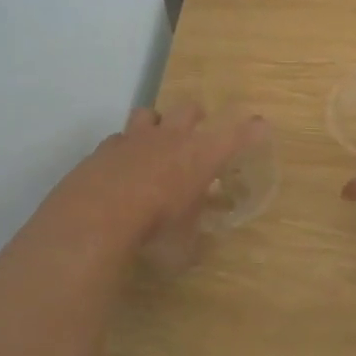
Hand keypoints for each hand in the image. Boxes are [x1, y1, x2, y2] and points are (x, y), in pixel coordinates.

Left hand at [50, 105, 270, 272]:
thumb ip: (192, 240)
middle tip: (197, 131)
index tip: (261, 125)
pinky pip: (118, 139)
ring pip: (149, 113)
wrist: (95, 217)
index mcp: (201, 156)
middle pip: (190, 109)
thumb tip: (196, 246)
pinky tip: (120, 167)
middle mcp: (171, 138)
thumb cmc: (154, 230)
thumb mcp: (183, 247)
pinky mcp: (103, 149)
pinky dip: (122, 149)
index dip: (252, 130)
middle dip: (196, 117)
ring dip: (155, 124)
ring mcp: (134, 138)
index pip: (237, 135)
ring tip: (153, 142)